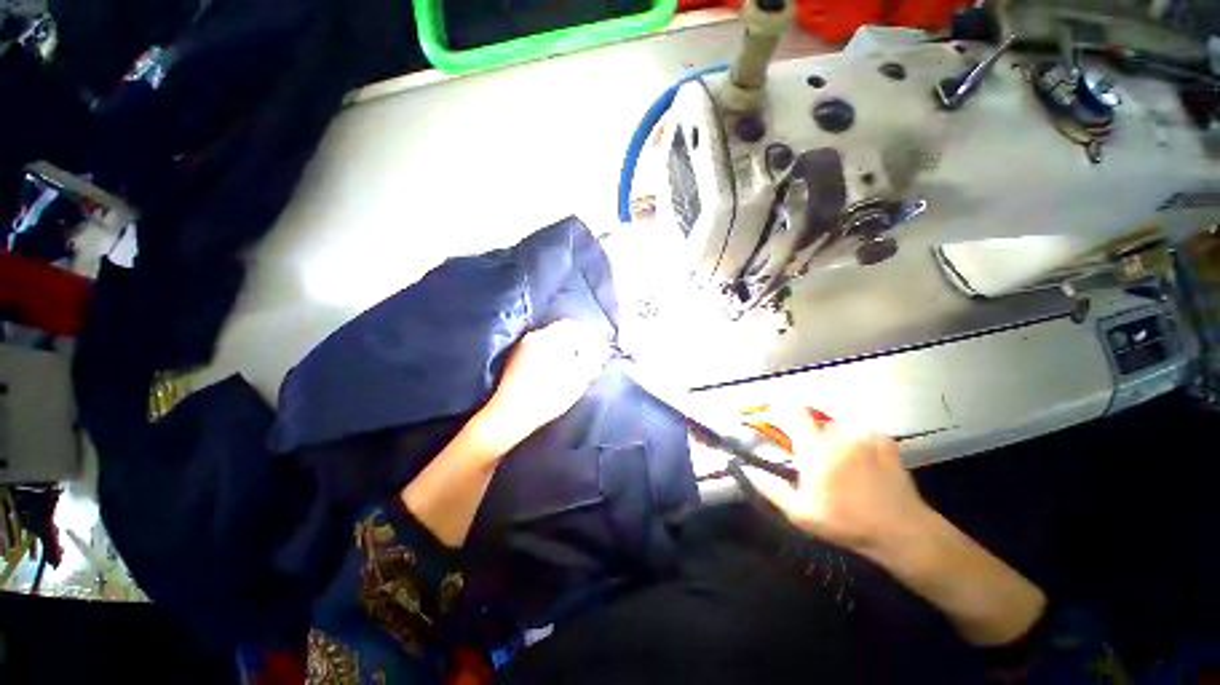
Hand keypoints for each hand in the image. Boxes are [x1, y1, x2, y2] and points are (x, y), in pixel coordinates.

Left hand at [479, 319, 610, 449]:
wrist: (510, 414)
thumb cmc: (548, 396)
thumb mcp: (579, 379)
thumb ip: (593, 360)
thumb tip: (601, 350)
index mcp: (550, 337)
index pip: (574, 326)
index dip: (588, 337)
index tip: (596, 351)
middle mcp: (534, 336)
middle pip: (561, 332)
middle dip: (577, 343)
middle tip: (587, 360)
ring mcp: (522, 346)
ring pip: (549, 341)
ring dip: (564, 349)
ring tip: (573, 367)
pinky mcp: (515, 359)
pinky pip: (539, 349)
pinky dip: (551, 355)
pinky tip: (555, 371)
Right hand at [742, 412, 931, 557]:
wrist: (902, 532)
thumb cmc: (846, 523)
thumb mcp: (802, 514)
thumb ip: (771, 488)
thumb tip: (746, 469)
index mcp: (815, 451)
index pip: (795, 414)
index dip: (786, 412)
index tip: (783, 421)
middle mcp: (838, 437)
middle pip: (817, 423)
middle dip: (813, 437)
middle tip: (819, 463)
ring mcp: (865, 437)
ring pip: (839, 428)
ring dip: (836, 440)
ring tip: (844, 466)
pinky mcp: (885, 441)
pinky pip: (862, 432)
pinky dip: (859, 442)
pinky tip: (865, 463)